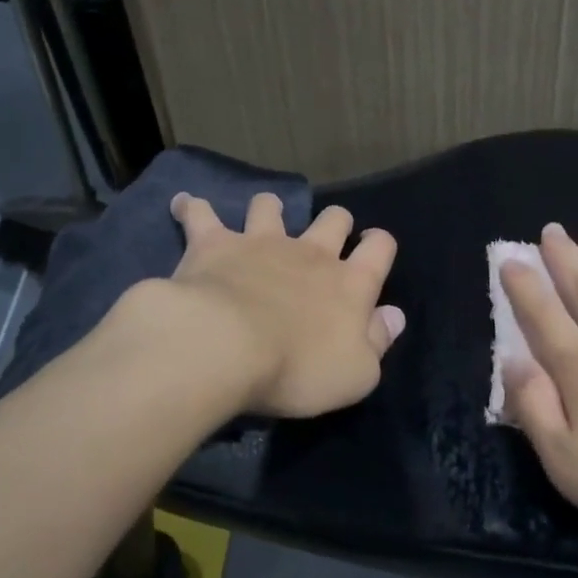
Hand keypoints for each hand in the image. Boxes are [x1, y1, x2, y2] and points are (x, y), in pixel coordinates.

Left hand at [152, 191, 405, 417]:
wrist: (225, 347)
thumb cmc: (297, 368)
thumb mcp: (355, 374)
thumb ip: (378, 342)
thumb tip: (395, 316)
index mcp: (350, 283)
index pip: (379, 249)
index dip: (380, 244)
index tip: (374, 246)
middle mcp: (311, 253)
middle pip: (333, 219)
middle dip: (336, 221)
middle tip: (329, 233)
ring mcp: (261, 243)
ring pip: (271, 208)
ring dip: (270, 208)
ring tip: (265, 213)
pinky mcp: (215, 244)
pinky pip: (200, 215)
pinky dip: (192, 207)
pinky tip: (183, 203)